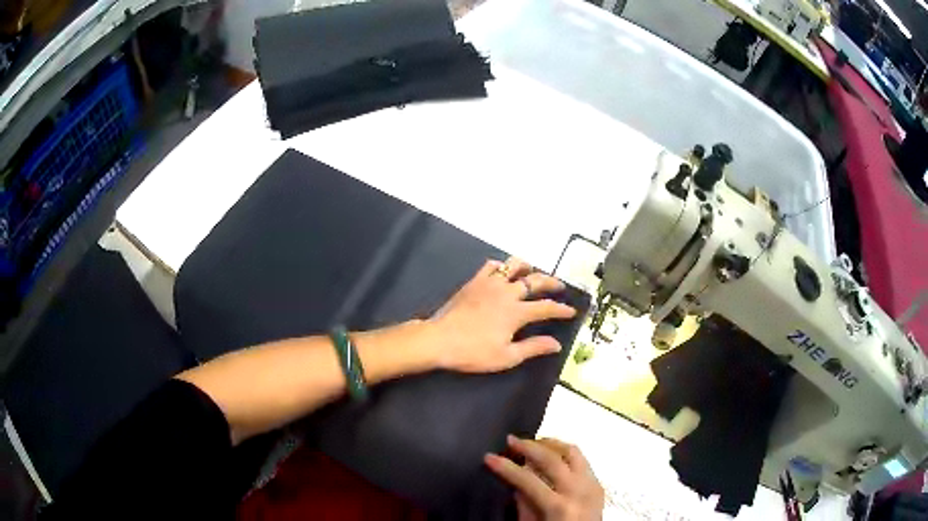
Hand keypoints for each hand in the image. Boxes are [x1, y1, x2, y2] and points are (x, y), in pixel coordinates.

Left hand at [429, 257, 576, 372]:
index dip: (561, 309)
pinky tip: (503, 273)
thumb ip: (533, 347)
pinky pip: (491, 266)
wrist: (439, 340)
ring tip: (532, 273)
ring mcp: (489, 284)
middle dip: (551, 282)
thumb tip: (556, 344)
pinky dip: (501, 266)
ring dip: (527, 268)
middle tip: (560, 287)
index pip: (546, 307)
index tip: (572, 311)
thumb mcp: (507, 357)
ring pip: (513, 265)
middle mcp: (507, 292)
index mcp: (516, 312)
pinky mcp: (474, 282)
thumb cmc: (473, 352)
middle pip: (535, 281)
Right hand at [485, 436, 603, 520]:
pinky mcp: (598, 483)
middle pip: (552, 459)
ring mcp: (592, 485)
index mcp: (559, 507)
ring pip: (572, 452)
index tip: (488, 457)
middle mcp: (578, 491)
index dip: (506, 467)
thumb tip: (515, 480)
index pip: (528, 479)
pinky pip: (582, 460)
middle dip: (528, 446)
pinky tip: (552, 455)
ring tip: (532, 444)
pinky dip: (564, 453)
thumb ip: (523, 504)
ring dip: (550, 445)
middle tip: (511, 440)